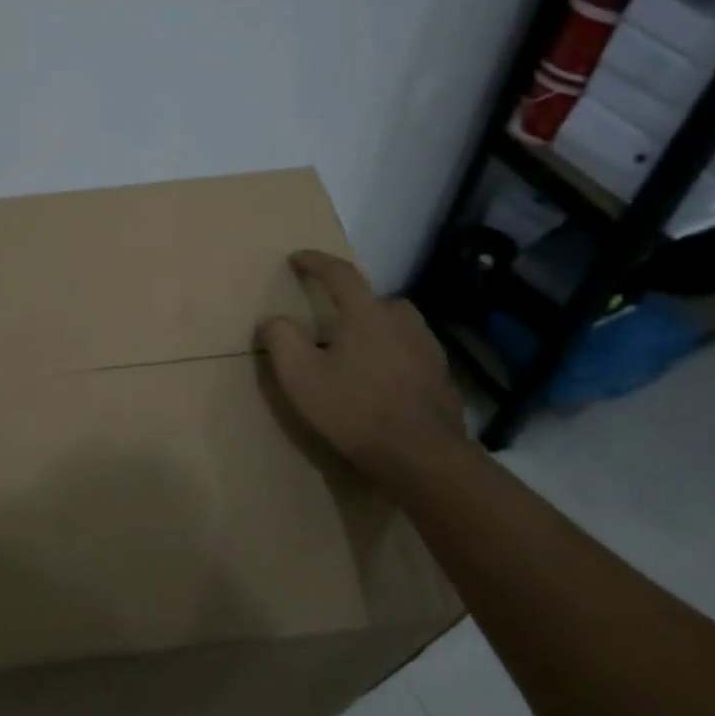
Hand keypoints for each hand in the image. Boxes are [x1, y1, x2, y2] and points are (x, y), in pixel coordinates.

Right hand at [256, 250, 468, 483]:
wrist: (423, 457)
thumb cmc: (355, 411)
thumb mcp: (301, 377)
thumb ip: (281, 340)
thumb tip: (272, 319)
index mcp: (366, 314)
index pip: (340, 274)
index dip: (316, 262)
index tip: (297, 257)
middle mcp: (402, 321)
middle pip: (374, 300)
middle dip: (352, 304)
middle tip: (331, 324)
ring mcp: (428, 350)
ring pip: (398, 327)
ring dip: (377, 332)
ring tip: (358, 356)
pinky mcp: (442, 379)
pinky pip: (412, 355)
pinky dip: (395, 359)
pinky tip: (384, 385)